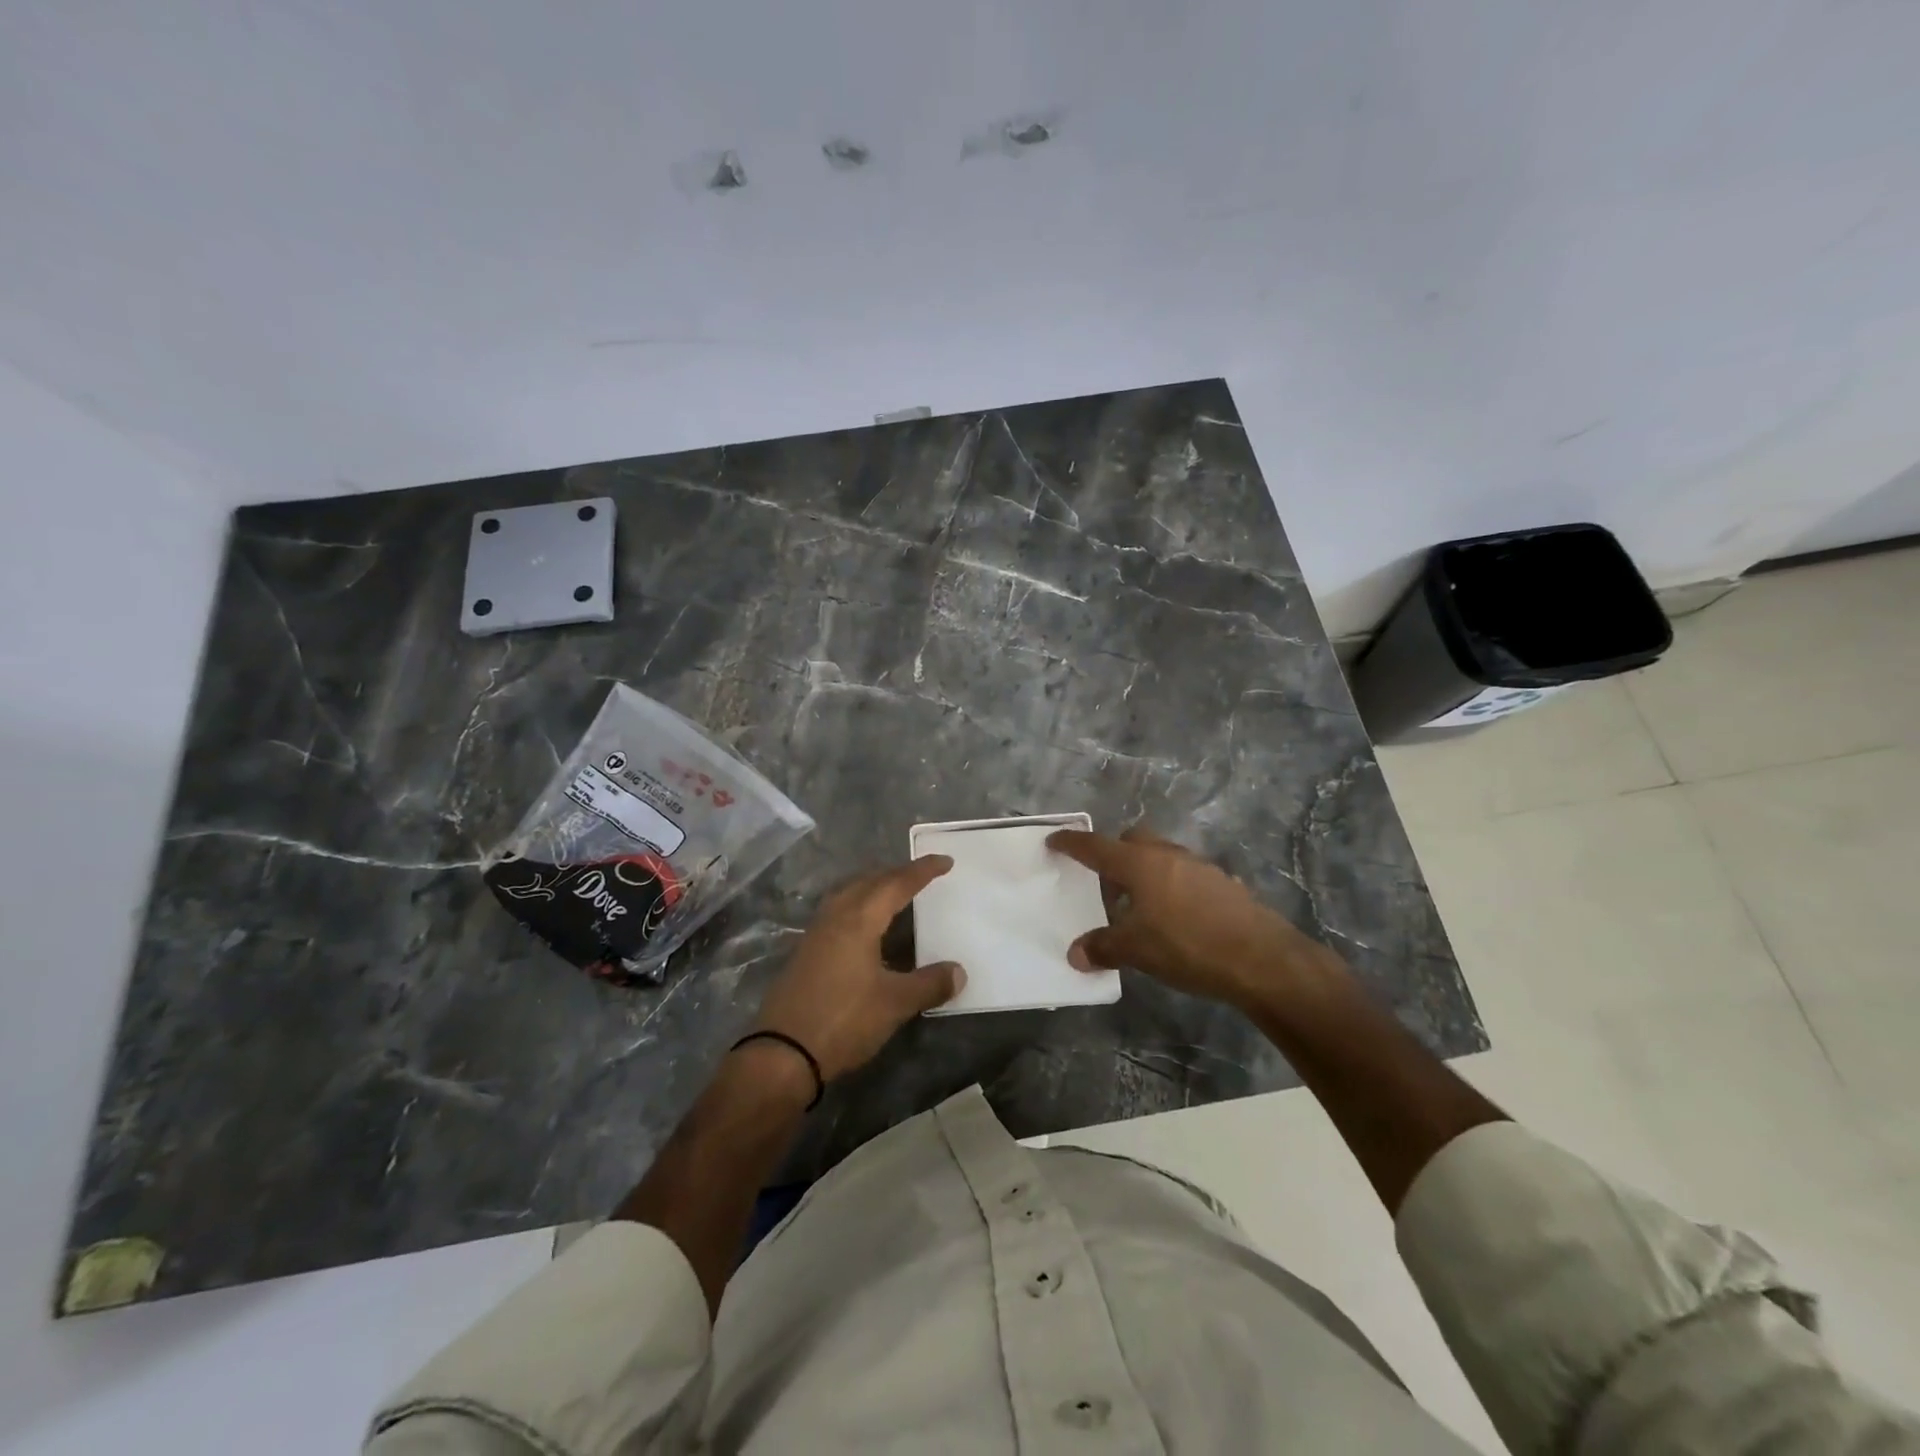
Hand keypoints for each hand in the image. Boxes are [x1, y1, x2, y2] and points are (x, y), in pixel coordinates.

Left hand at [752, 857, 965, 1081]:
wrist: (782, 1053)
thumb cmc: (843, 1020)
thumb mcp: (895, 1004)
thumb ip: (929, 984)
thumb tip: (959, 971)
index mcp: (859, 919)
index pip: (897, 884)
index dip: (922, 871)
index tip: (944, 860)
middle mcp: (835, 917)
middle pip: (869, 881)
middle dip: (896, 873)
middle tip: (922, 874)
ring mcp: (816, 933)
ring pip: (848, 893)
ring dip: (873, 886)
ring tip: (894, 892)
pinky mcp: (805, 951)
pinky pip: (837, 911)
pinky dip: (858, 905)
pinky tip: (864, 925)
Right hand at [1046, 826, 1344, 1011]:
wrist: (1261, 959)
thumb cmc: (1187, 946)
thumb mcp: (1137, 951)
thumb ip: (1103, 947)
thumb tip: (1076, 954)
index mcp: (1139, 863)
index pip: (1095, 846)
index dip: (1072, 843)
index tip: (1055, 840)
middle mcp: (1168, 855)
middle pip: (1133, 840)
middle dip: (1115, 853)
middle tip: (1104, 882)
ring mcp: (1200, 867)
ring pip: (1163, 856)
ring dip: (1146, 872)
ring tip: (1140, 904)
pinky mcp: (1224, 884)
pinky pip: (1187, 876)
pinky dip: (1173, 887)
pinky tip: (1176, 917)